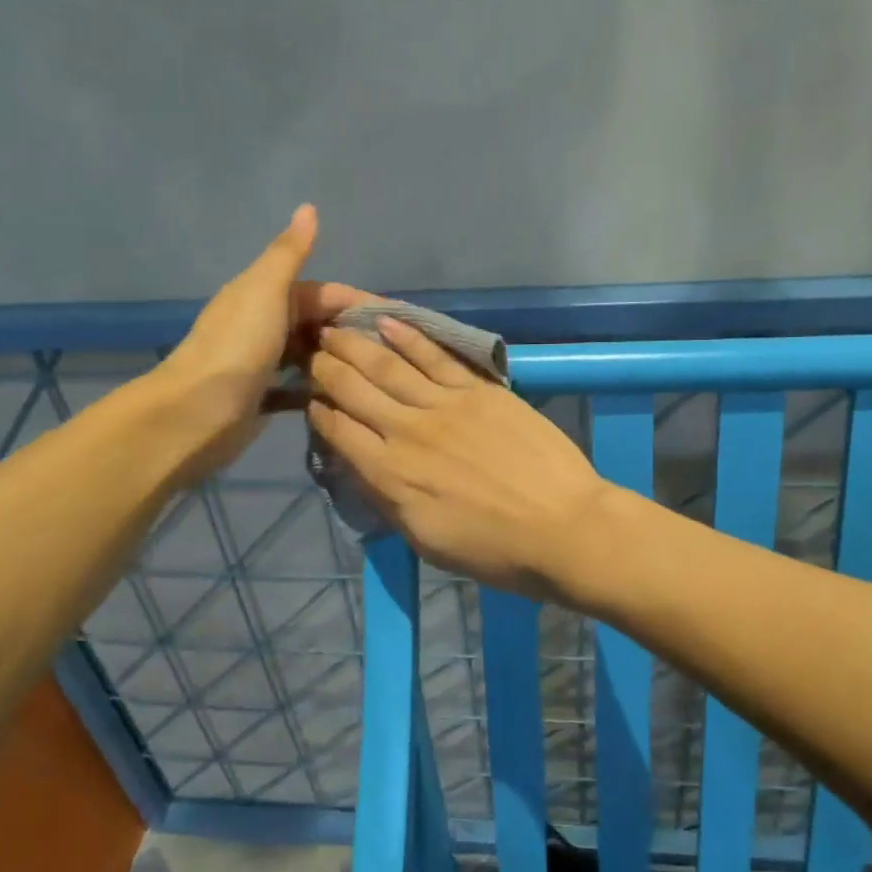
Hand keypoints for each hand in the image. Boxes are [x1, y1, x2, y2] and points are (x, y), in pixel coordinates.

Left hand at [152, 205, 370, 480]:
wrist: (198, 412)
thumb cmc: (238, 346)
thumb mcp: (266, 290)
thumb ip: (290, 253)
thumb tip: (309, 207)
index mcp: (263, 294)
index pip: (322, 292)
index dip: (357, 302)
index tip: (395, 320)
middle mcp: (262, 324)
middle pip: (317, 323)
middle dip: (350, 334)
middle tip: (391, 356)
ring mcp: (262, 363)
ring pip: (310, 356)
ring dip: (337, 362)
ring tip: (376, 378)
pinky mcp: (262, 397)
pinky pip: (298, 389)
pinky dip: (319, 390)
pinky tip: (345, 400)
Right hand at [306, 318, 611, 597]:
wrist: (563, 528)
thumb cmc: (494, 550)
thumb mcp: (426, 541)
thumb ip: (387, 501)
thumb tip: (359, 469)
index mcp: (391, 475)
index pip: (339, 431)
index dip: (318, 411)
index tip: (308, 397)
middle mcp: (407, 432)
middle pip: (355, 390)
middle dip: (326, 367)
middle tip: (310, 350)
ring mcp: (445, 405)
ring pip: (388, 365)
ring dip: (355, 343)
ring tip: (333, 327)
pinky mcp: (479, 390)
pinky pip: (435, 357)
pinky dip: (408, 337)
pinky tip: (387, 321)